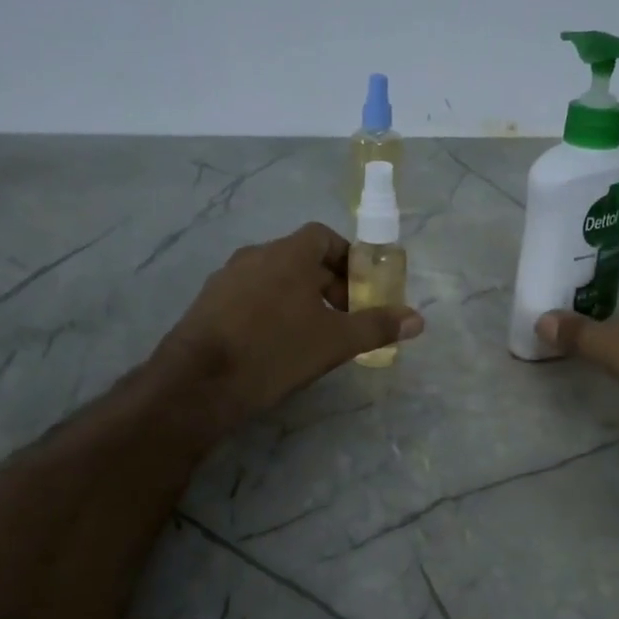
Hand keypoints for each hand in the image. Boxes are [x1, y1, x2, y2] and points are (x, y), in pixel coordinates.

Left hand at [156, 222, 423, 429]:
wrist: (200, 382)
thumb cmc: (276, 351)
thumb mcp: (335, 342)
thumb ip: (376, 326)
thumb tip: (418, 319)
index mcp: (287, 253)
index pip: (322, 236)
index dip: (346, 257)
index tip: (360, 287)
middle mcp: (254, 255)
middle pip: (299, 258)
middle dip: (326, 283)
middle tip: (343, 317)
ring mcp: (226, 278)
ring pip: (273, 278)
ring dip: (297, 297)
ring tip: (312, 333)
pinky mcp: (207, 303)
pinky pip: (249, 295)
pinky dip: (269, 309)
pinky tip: (274, 343)